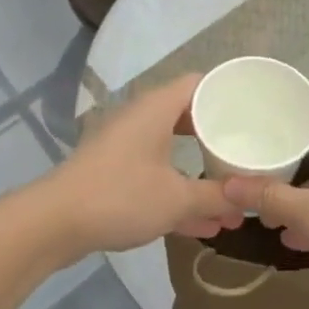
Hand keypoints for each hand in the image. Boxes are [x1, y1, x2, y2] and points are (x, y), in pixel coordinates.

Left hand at [46, 75, 240, 258]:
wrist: (53, 223)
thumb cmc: (120, 196)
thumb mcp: (177, 199)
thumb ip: (216, 197)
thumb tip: (248, 199)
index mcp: (157, 108)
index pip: (200, 84)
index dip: (228, 94)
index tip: (255, 111)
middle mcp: (142, 118)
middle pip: (189, 117)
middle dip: (218, 138)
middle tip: (247, 151)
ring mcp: (125, 146)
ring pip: (173, 151)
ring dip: (200, 173)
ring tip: (232, 198)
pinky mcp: (114, 172)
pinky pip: (156, 175)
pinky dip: (178, 192)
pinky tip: (204, 225)